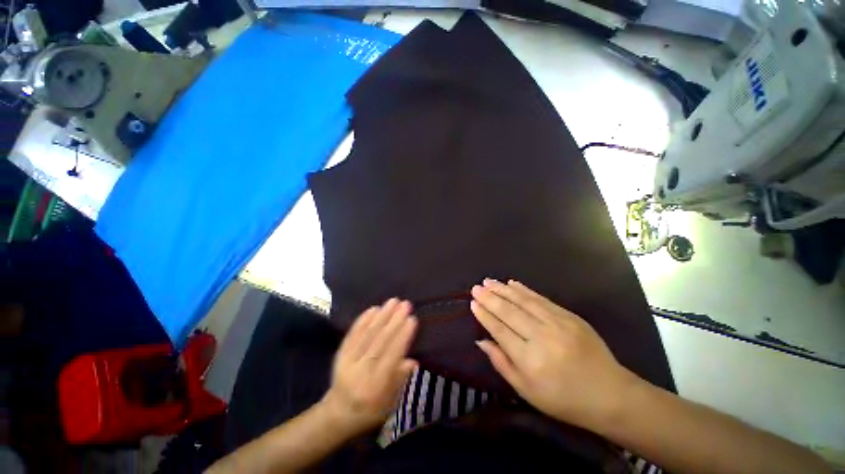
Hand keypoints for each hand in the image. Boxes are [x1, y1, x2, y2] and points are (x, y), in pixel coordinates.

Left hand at [321, 299, 417, 433]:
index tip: (412, 319)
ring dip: (381, 315)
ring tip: (393, 301)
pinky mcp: (340, 354)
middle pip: (380, 341)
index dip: (402, 336)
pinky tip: (373, 309)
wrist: (336, 414)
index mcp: (375, 385)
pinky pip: (352, 334)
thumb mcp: (390, 403)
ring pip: (367, 334)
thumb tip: (413, 360)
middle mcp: (361, 370)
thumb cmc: (370, 410)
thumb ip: (400, 380)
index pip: (392, 355)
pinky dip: (363, 320)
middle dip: (394, 320)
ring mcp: (348, 360)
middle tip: (405, 304)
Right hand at [471, 279, 637, 429]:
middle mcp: (542, 338)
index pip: (500, 330)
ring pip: (524, 301)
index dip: (484, 315)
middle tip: (476, 287)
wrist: (611, 395)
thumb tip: (481, 340)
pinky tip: (512, 283)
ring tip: (488, 281)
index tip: (473, 303)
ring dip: (503, 289)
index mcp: (530, 360)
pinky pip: (542, 299)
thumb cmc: (564, 399)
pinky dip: (525, 290)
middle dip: (490, 298)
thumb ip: (501, 363)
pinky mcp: (570, 316)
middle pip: (509, 312)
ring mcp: (558, 324)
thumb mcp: (527, 391)